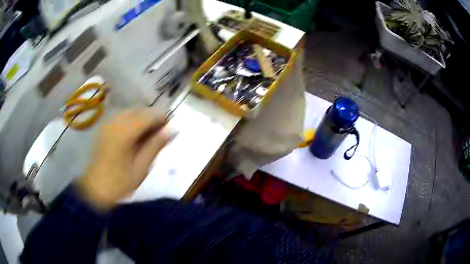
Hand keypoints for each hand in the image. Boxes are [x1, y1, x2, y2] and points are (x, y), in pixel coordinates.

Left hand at [76, 109, 168, 209]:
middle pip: (140, 111)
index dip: (162, 119)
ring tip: (148, 138)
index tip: (169, 130)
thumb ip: (155, 145)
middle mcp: (115, 122)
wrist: (94, 189)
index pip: (149, 115)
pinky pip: (122, 118)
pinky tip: (134, 137)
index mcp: (124, 132)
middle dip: (152, 120)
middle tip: (160, 136)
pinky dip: (132, 123)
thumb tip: (172, 130)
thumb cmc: (119, 183)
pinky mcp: (104, 127)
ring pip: (131, 113)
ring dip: (143, 121)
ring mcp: (108, 123)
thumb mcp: (141, 168)